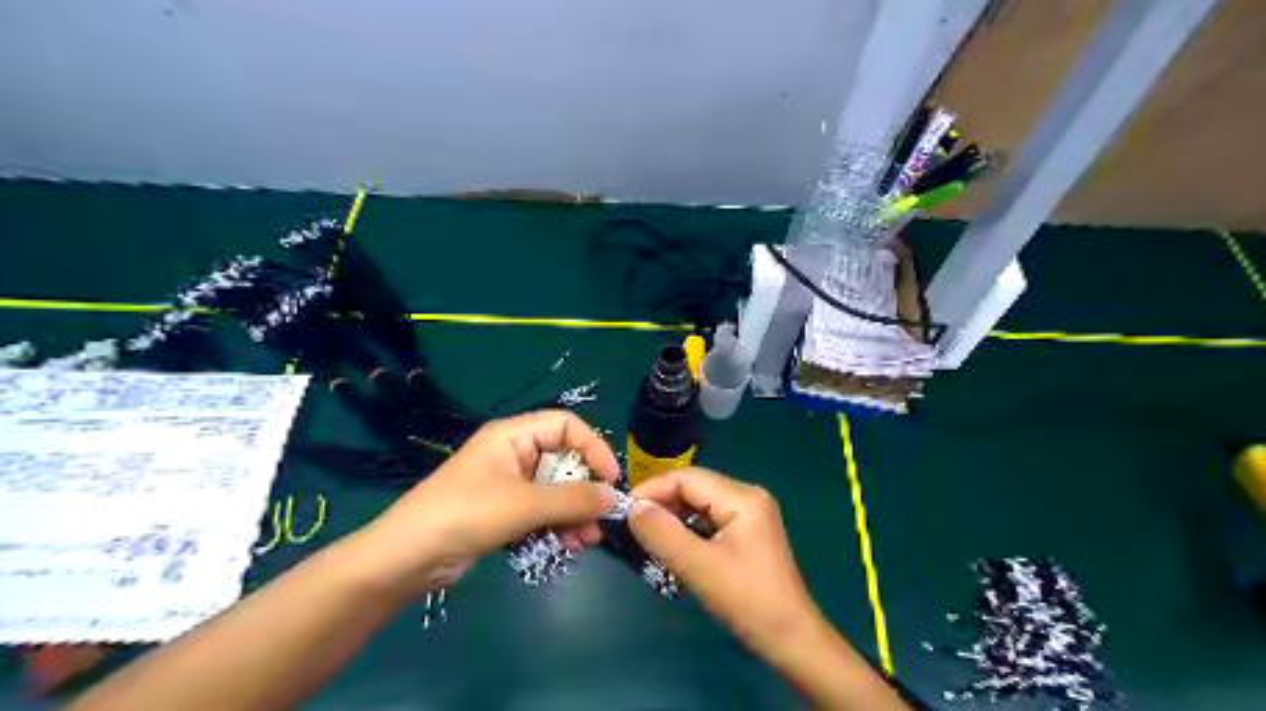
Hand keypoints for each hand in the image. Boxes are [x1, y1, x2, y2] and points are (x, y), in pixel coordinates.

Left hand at [349, 410, 619, 600]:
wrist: (406, 559)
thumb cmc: (465, 514)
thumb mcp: (523, 504)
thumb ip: (572, 499)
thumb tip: (613, 497)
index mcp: (513, 435)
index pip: (566, 425)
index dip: (592, 447)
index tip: (610, 480)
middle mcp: (513, 453)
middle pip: (563, 460)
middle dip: (584, 489)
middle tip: (601, 518)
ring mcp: (507, 484)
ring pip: (555, 490)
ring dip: (574, 513)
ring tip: (587, 540)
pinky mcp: (502, 512)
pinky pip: (541, 511)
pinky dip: (557, 525)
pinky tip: (569, 546)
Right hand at [628, 468, 827, 664]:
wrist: (791, 639)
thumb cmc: (746, 600)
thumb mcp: (698, 566)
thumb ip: (662, 533)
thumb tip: (632, 508)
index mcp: (742, 497)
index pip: (687, 478)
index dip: (653, 490)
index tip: (624, 510)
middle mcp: (748, 496)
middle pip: (694, 487)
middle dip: (662, 502)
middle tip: (631, 523)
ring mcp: (751, 514)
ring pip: (701, 503)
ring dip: (673, 515)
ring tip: (646, 533)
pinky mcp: (749, 533)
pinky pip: (710, 519)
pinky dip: (688, 528)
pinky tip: (672, 543)